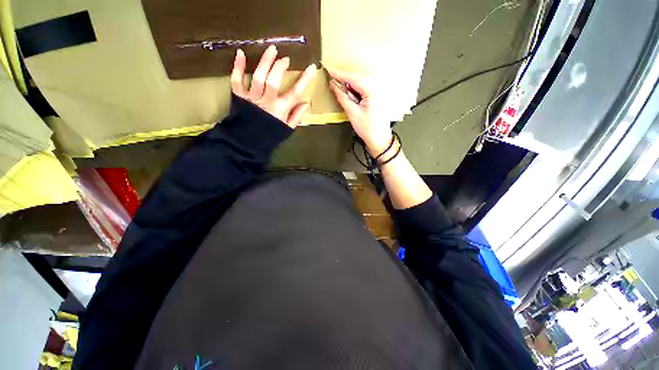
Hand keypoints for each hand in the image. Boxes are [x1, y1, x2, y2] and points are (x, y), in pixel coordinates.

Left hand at [231, 45, 316, 127]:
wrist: (247, 142)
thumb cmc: (270, 135)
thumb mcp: (287, 129)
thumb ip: (296, 117)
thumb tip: (305, 103)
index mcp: (280, 110)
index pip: (295, 92)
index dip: (304, 79)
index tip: (311, 67)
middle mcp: (267, 101)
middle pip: (274, 81)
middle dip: (280, 67)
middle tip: (285, 59)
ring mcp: (252, 98)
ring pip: (258, 77)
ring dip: (265, 62)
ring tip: (271, 50)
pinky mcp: (239, 96)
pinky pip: (236, 80)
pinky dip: (237, 67)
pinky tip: (241, 53)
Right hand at [328, 68, 392, 155]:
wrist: (380, 139)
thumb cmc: (368, 129)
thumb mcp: (353, 113)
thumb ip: (343, 97)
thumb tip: (334, 86)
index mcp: (372, 91)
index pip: (353, 78)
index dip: (340, 74)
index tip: (330, 71)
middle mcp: (377, 88)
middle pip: (358, 78)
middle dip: (345, 79)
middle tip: (333, 81)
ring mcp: (379, 92)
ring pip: (361, 82)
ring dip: (350, 84)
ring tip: (341, 89)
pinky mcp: (378, 96)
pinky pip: (365, 88)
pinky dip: (356, 89)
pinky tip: (351, 94)